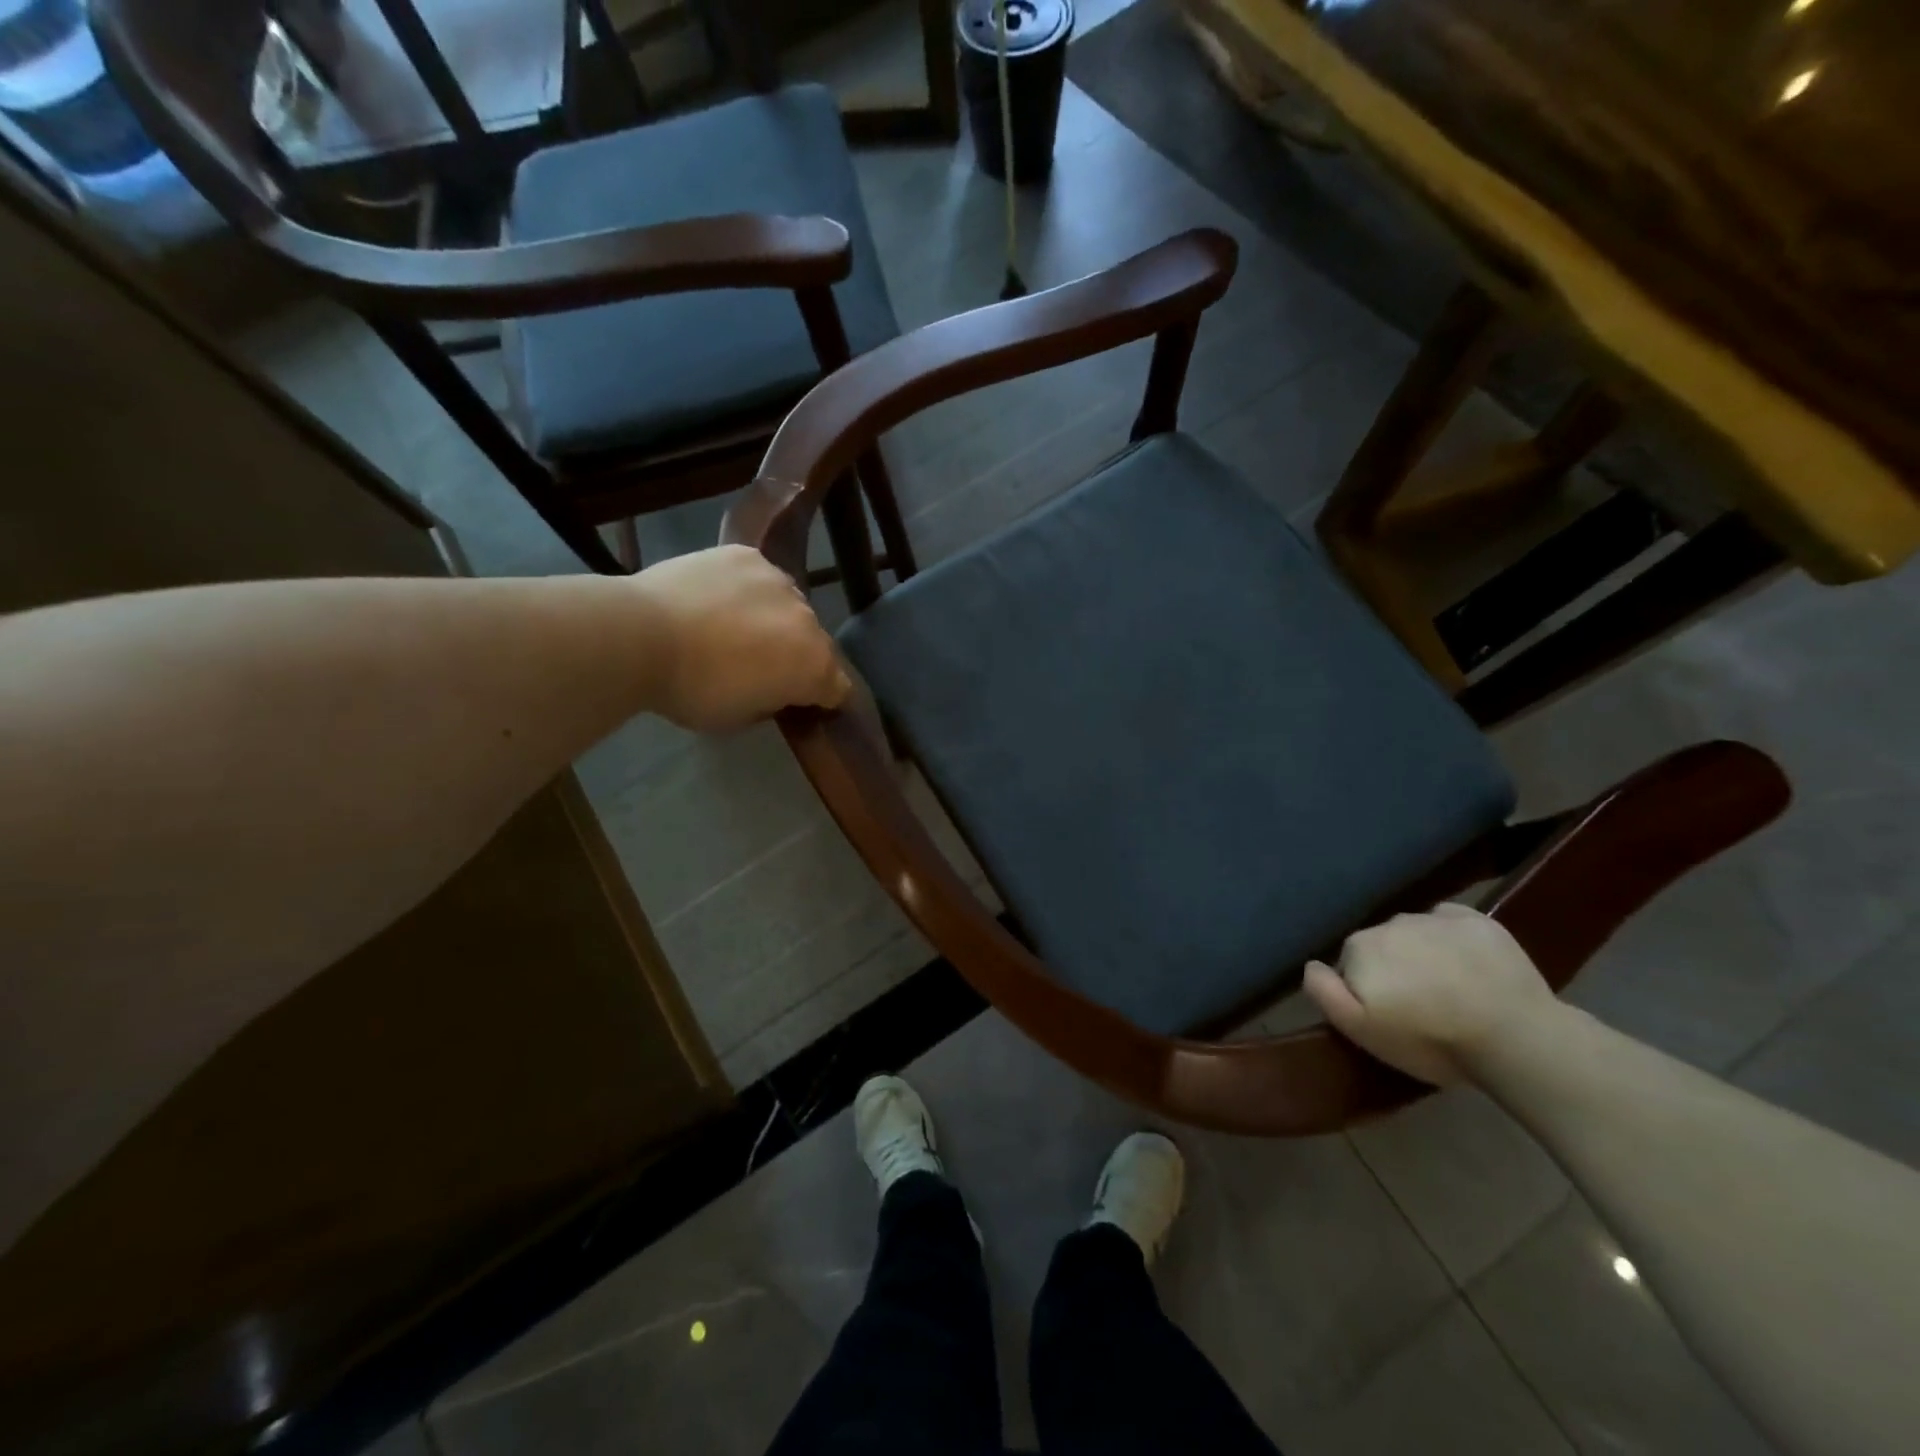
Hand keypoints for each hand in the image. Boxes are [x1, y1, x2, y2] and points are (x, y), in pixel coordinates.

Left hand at [634, 546, 851, 731]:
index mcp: (813, 665)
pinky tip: (718, 600)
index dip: (821, 698)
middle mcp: (808, 619)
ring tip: (734, 628)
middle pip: (814, 642)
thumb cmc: (693, 690)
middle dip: (796, 655)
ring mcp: (778, 581)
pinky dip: (746, 591)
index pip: (838, 687)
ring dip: (774, 619)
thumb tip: (775, 688)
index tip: (799, 703)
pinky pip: (758, 578)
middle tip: (758, 666)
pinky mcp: (747, 556)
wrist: (640, 635)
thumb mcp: (740, 717)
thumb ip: (772, 701)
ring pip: (788, 605)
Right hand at [1303, 904, 1557, 1085]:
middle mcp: (1390, 922)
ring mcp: (1434, 918)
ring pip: (1415, 934)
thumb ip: (1324, 992)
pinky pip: (1450, 921)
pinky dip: (1452, 937)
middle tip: (1421, 1008)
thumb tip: (1311, 964)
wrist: (1513, 1035)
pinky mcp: (1477, 920)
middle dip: (1394, 970)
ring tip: (1450, 991)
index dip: (1366, 992)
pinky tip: (1468, 964)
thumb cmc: (1429, 1038)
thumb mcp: (1360, 1030)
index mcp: (1359, 947)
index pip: (1350, 965)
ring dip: (1423, 955)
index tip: (1389, 1017)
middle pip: (1382, 946)